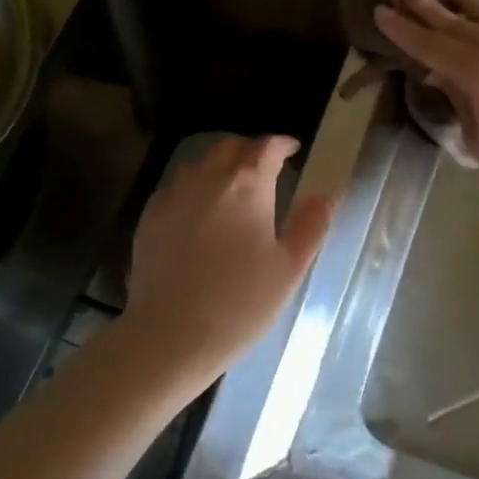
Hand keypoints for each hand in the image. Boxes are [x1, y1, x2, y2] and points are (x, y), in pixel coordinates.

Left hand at [119, 136, 335, 391]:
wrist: (171, 334)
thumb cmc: (241, 303)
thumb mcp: (289, 267)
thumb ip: (311, 224)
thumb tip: (328, 193)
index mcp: (247, 185)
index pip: (266, 147)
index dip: (282, 144)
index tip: (292, 150)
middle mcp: (207, 179)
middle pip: (229, 147)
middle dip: (250, 150)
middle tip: (265, 167)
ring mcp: (173, 196)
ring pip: (199, 164)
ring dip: (219, 167)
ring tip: (232, 187)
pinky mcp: (149, 217)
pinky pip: (175, 188)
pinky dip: (192, 188)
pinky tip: (197, 212)